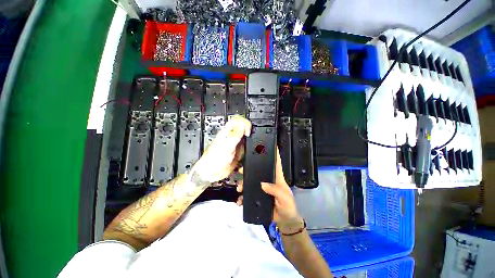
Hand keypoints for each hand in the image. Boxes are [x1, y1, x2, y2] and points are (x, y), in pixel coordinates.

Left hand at [192, 115, 250, 182]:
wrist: (211, 173)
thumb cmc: (213, 159)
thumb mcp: (226, 146)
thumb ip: (235, 136)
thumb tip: (243, 127)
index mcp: (226, 133)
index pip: (236, 121)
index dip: (243, 122)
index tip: (247, 130)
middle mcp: (230, 138)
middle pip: (242, 129)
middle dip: (247, 131)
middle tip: (249, 136)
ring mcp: (234, 145)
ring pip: (244, 139)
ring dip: (247, 141)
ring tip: (247, 145)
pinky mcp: (236, 153)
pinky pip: (244, 149)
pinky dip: (247, 150)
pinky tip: (245, 153)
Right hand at [236, 148, 302, 232]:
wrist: (284, 222)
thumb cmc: (288, 207)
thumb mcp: (284, 198)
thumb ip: (275, 191)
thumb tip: (262, 184)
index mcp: (277, 178)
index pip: (276, 163)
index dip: (274, 153)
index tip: (268, 145)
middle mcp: (268, 180)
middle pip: (258, 171)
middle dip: (248, 168)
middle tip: (241, 170)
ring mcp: (262, 188)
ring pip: (250, 182)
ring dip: (243, 183)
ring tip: (239, 188)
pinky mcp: (257, 197)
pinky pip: (248, 195)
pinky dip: (242, 197)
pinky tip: (239, 201)